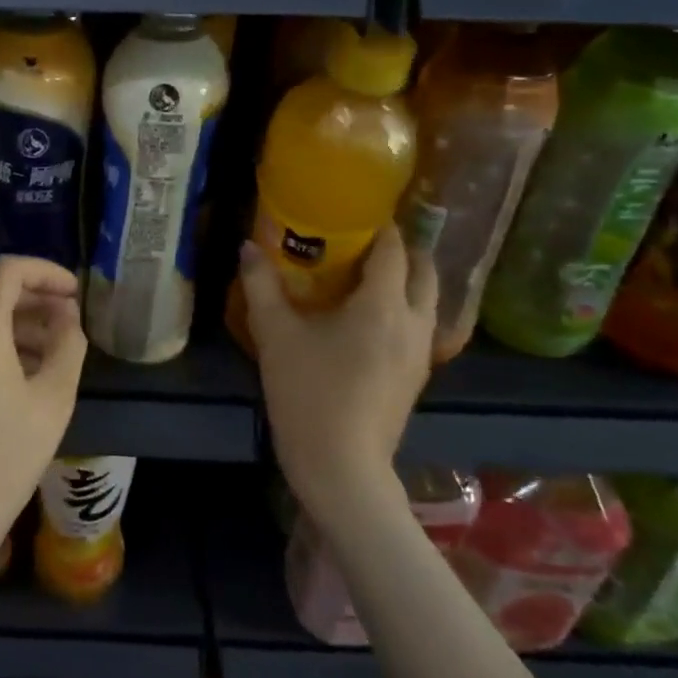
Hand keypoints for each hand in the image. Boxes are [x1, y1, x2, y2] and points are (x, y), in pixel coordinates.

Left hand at [0, 257, 87, 578]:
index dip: (46, 272)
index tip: (75, 293)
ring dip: (18, 324)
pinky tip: (24, 376)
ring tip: (55, 353)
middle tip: (70, 322)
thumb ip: (68, 347)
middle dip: (34, 299)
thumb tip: (67, 318)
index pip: (9, 271)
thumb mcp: (53, 400)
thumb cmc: (5, 455)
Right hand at [238, 223, 436, 522]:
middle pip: (424, 272)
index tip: (357, 212)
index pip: (393, 250)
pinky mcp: (417, 376)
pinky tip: (373, 317)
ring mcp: (421, 352)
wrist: (341, 465)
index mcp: (382, 306)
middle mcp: (413, 322)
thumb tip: (248, 247)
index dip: (379, 227)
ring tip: (371, 274)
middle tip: (367, 240)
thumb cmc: (307, 393)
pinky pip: (422, 325)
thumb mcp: (275, 335)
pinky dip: (406, 307)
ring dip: (408, 279)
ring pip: (429, 301)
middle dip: (403, 250)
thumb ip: (262, 286)